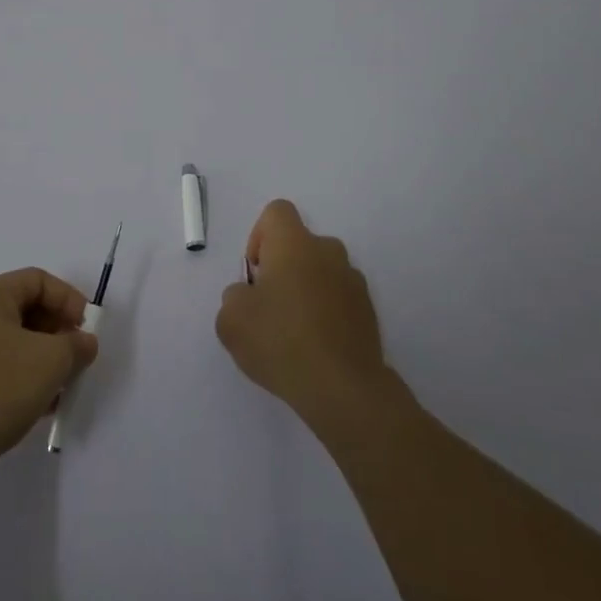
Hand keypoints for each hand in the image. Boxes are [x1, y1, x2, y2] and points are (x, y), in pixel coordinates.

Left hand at [0, 267, 98, 491]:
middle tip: (77, 360)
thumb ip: (75, 346)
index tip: (87, 329)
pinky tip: (38, 408)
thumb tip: (84, 342)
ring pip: (14, 345)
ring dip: (43, 361)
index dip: (69, 299)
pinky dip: (22, 382)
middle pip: (26, 311)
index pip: (39, 280)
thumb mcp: (49, 361)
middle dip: (58, 334)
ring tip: (62, 388)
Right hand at [216, 200, 388, 426]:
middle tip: (270, 308)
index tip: (256, 274)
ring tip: (294, 334)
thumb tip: (249, 295)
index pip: (276, 212)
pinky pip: (339, 299)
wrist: (343, 388)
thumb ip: (234, 296)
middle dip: (283, 268)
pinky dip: (326, 313)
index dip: (259, 236)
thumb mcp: (231, 320)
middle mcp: (328, 251)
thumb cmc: (280, 341)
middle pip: (299, 245)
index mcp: (294, 243)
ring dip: (306, 291)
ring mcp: (353, 281)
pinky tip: (316, 349)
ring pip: (321, 272)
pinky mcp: (369, 311)